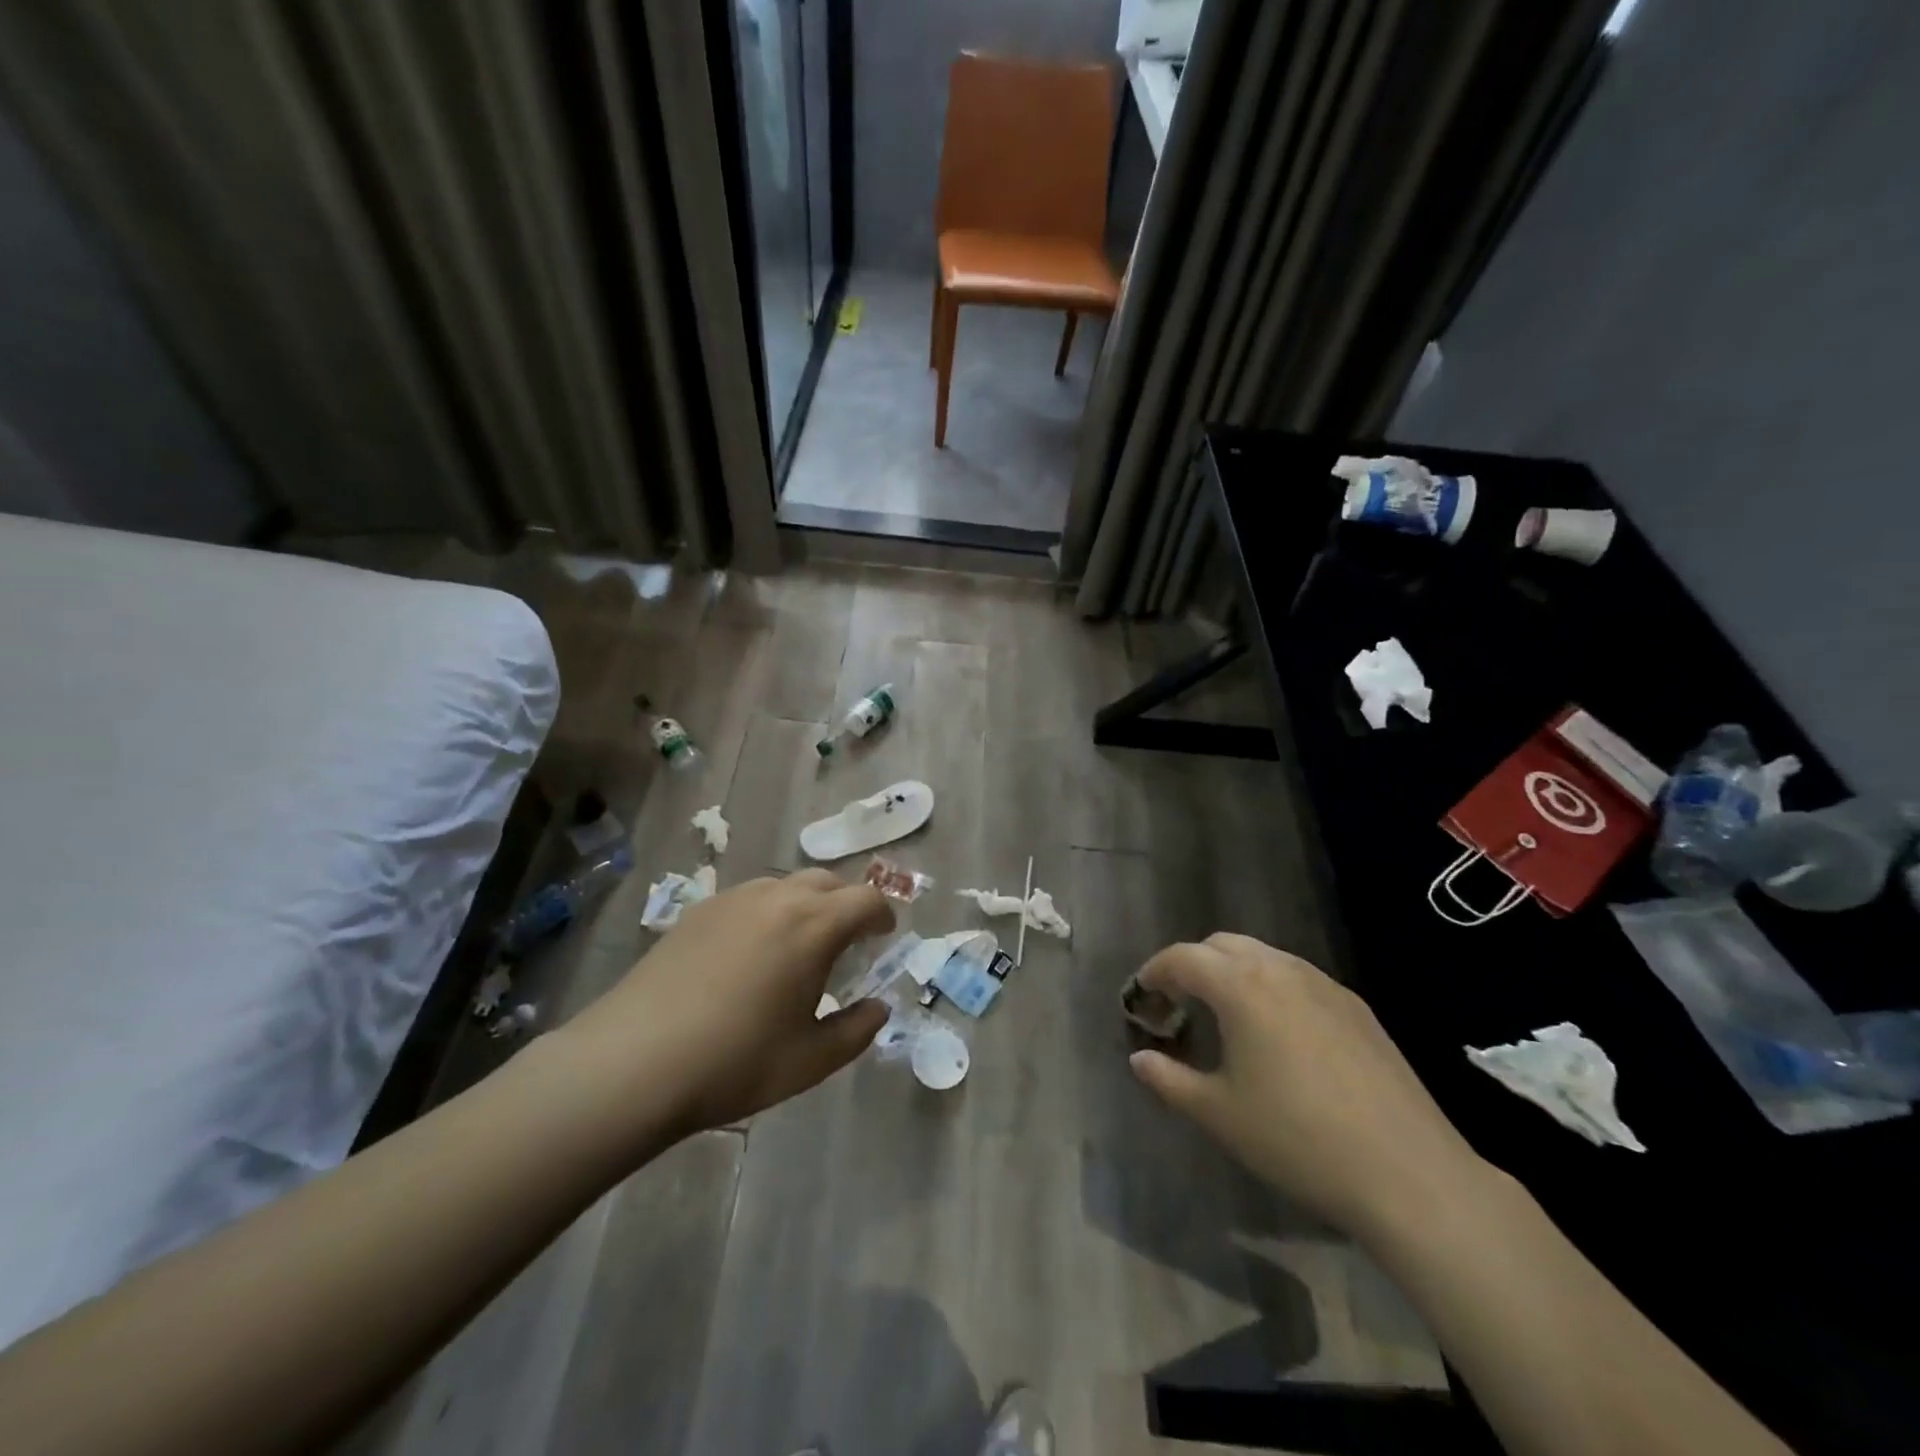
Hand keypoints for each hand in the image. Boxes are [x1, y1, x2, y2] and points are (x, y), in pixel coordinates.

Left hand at [558, 870, 893, 1136]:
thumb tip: (877, 1008)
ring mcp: (733, 899)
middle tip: (847, 941)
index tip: (884, 937)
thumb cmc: (735, 1062)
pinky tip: (751, 951)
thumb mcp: (810, 1060)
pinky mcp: (698, 910)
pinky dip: (769, 910)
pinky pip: (750, 896)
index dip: (883, 915)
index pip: (867, 899)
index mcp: (813, 926)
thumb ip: (856, 1030)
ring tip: (798, 944)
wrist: (634, 1061)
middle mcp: (777, 898)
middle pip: (828, 881)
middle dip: (847, 904)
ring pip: (786, 884)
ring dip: (807, 904)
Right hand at [1129, 933, 1488, 1237]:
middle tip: (1180, 1002)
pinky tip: (1278, 1031)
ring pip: (1264, 955)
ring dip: (1233, 971)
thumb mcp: (1219, 1114)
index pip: (1183, 958)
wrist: (1409, 1174)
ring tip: (1225, 1013)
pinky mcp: (1357, 1008)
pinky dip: (1271, 985)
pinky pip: (1299, 976)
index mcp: (1241, 987)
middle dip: (1193, 964)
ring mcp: (1325, 985)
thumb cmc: (1298, 1140)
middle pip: (1223, 945)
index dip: (1155, 971)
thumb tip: (1140, 1059)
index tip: (1143, 994)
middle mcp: (1282, 970)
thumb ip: (1169, 1080)